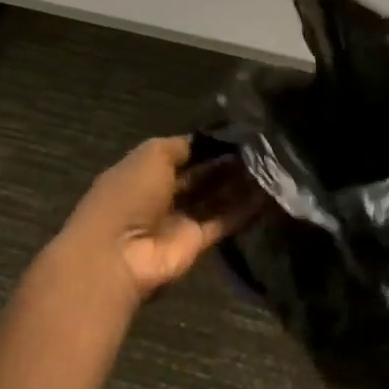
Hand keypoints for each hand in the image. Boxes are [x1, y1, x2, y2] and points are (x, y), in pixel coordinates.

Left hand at [53, 137, 258, 306]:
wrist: (117, 256)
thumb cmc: (129, 195)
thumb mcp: (152, 155)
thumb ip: (181, 146)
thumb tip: (207, 140)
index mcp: (146, 171)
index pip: (184, 153)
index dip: (209, 144)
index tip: (240, 133)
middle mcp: (164, 194)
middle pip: (202, 175)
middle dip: (228, 163)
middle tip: (262, 148)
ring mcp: (179, 221)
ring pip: (215, 198)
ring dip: (240, 184)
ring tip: (271, 166)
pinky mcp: (196, 244)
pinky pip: (224, 221)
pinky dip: (244, 209)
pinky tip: (269, 194)